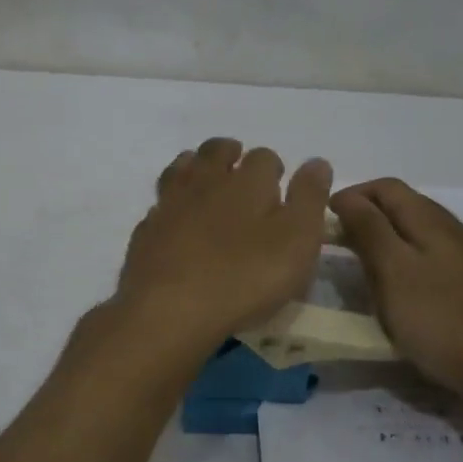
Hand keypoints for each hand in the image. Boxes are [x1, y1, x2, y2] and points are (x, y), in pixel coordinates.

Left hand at [116, 139, 333, 346]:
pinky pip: (160, 204)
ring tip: (205, 178)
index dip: (273, 167)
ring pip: (181, 169)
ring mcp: (170, 204)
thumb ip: (310, 199)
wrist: (170, 309)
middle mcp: (206, 182)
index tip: (279, 182)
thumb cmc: (245, 277)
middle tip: (239, 165)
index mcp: (247, 181)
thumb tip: (316, 162)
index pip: (263, 157)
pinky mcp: (146, 231)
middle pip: (216, 152)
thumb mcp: (297, 241)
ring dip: (195, 167)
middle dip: (230, 153)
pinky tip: (176, 217)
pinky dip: (171, 203)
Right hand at [330, 178, 462, 400]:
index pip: (385, 187)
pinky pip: (441, 259)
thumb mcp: (394, 273)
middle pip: (407, 206)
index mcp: (431, 220)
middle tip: (341, 244)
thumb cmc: (442, 321)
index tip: (324, 221)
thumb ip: (370, 230)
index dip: (352, 195)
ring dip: (393, 238)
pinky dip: (415, 261)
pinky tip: (412, 289)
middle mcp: (456, 229)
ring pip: (425, 233)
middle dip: (370, 215)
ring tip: (370, 267)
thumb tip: (346, 196)